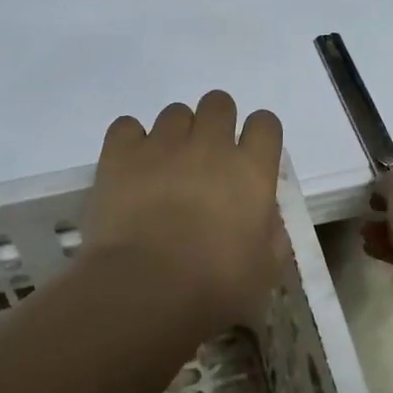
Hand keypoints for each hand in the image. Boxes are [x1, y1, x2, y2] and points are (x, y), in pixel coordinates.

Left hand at [84, 91, 285, 328]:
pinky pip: (127, 126)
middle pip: (219, 103)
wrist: (146, 289)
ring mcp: (163, 144)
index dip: (258, 136)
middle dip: (215, 123)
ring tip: (165, 168)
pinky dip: (131, 141)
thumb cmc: (214, 287)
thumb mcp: (264, 272)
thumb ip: (271, 236)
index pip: (265, 124)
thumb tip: (266, 217)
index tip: (249, 157)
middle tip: (205, 160)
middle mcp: (210, 145)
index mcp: (252, 171)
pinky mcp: (121, 153)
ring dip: (175, 134)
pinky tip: (131, 166)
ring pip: (175, 112)